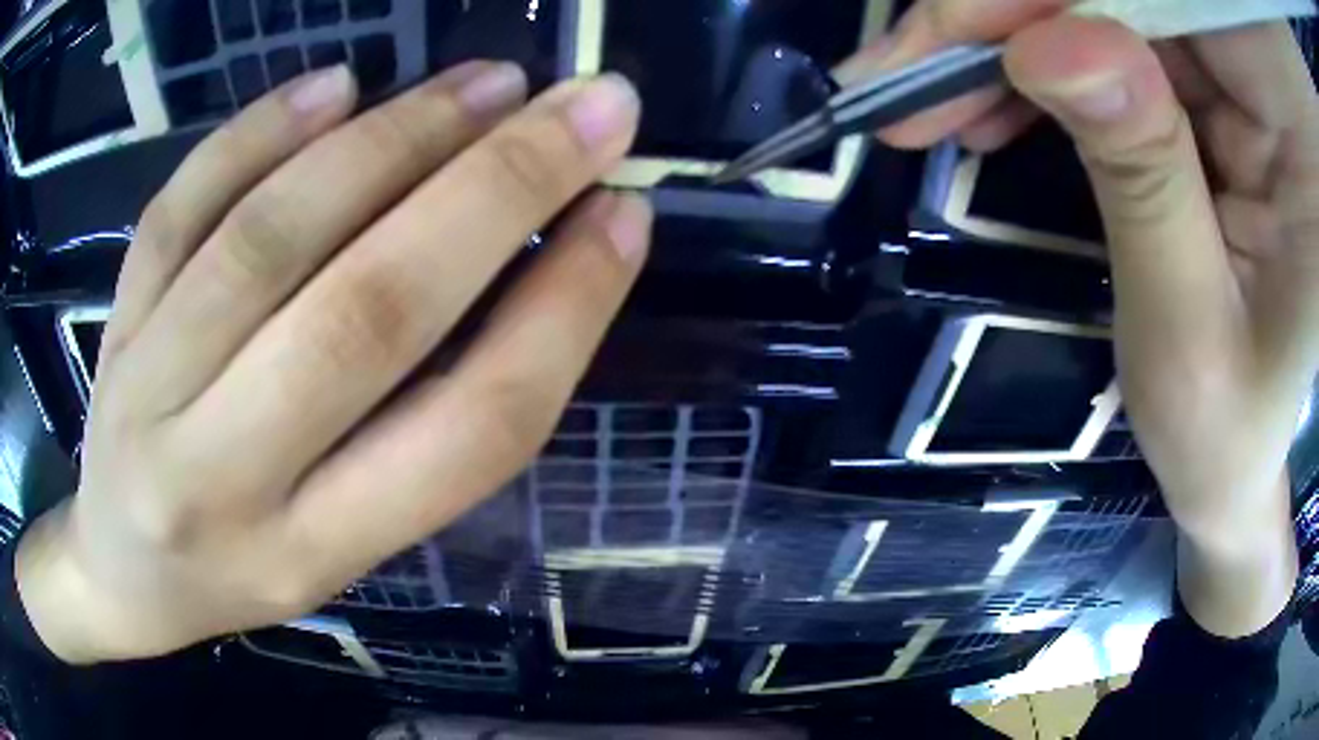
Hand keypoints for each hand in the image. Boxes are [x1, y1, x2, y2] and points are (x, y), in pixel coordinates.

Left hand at [15, 62, 650, 663]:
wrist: (126, 571)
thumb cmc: (241, 571)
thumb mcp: (341, 547)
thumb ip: (421, 430)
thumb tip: (532, 267)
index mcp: (310, 554)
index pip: (463, 433)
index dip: (564, 313)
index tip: (625, 216)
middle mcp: (221, 478)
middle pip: (368, 315)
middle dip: (498, 189)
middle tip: (587, 106)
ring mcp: (148, 390)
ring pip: (271, 238)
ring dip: (393, 139)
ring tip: (486, 82)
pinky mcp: (114, 323)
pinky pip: (177, 208)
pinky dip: (257, 132)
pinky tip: (334, 83)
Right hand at [843, 3, 1318, 635]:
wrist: (1237, 463)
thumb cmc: (1225, 436)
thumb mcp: (1187, 336)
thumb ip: (1144, 180)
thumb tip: (1050, 44)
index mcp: (1293, 144)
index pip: (1181, 2)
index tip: (957, 33)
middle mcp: (1265, 88)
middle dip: (1016, 11)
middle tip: (911, 67)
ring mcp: (1236, 83)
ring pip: (1107, 5)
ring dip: (1011, 38)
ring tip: (933, 100)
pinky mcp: (1204, 92)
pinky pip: (1106, 39)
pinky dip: (1036, 62)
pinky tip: (989, 106)